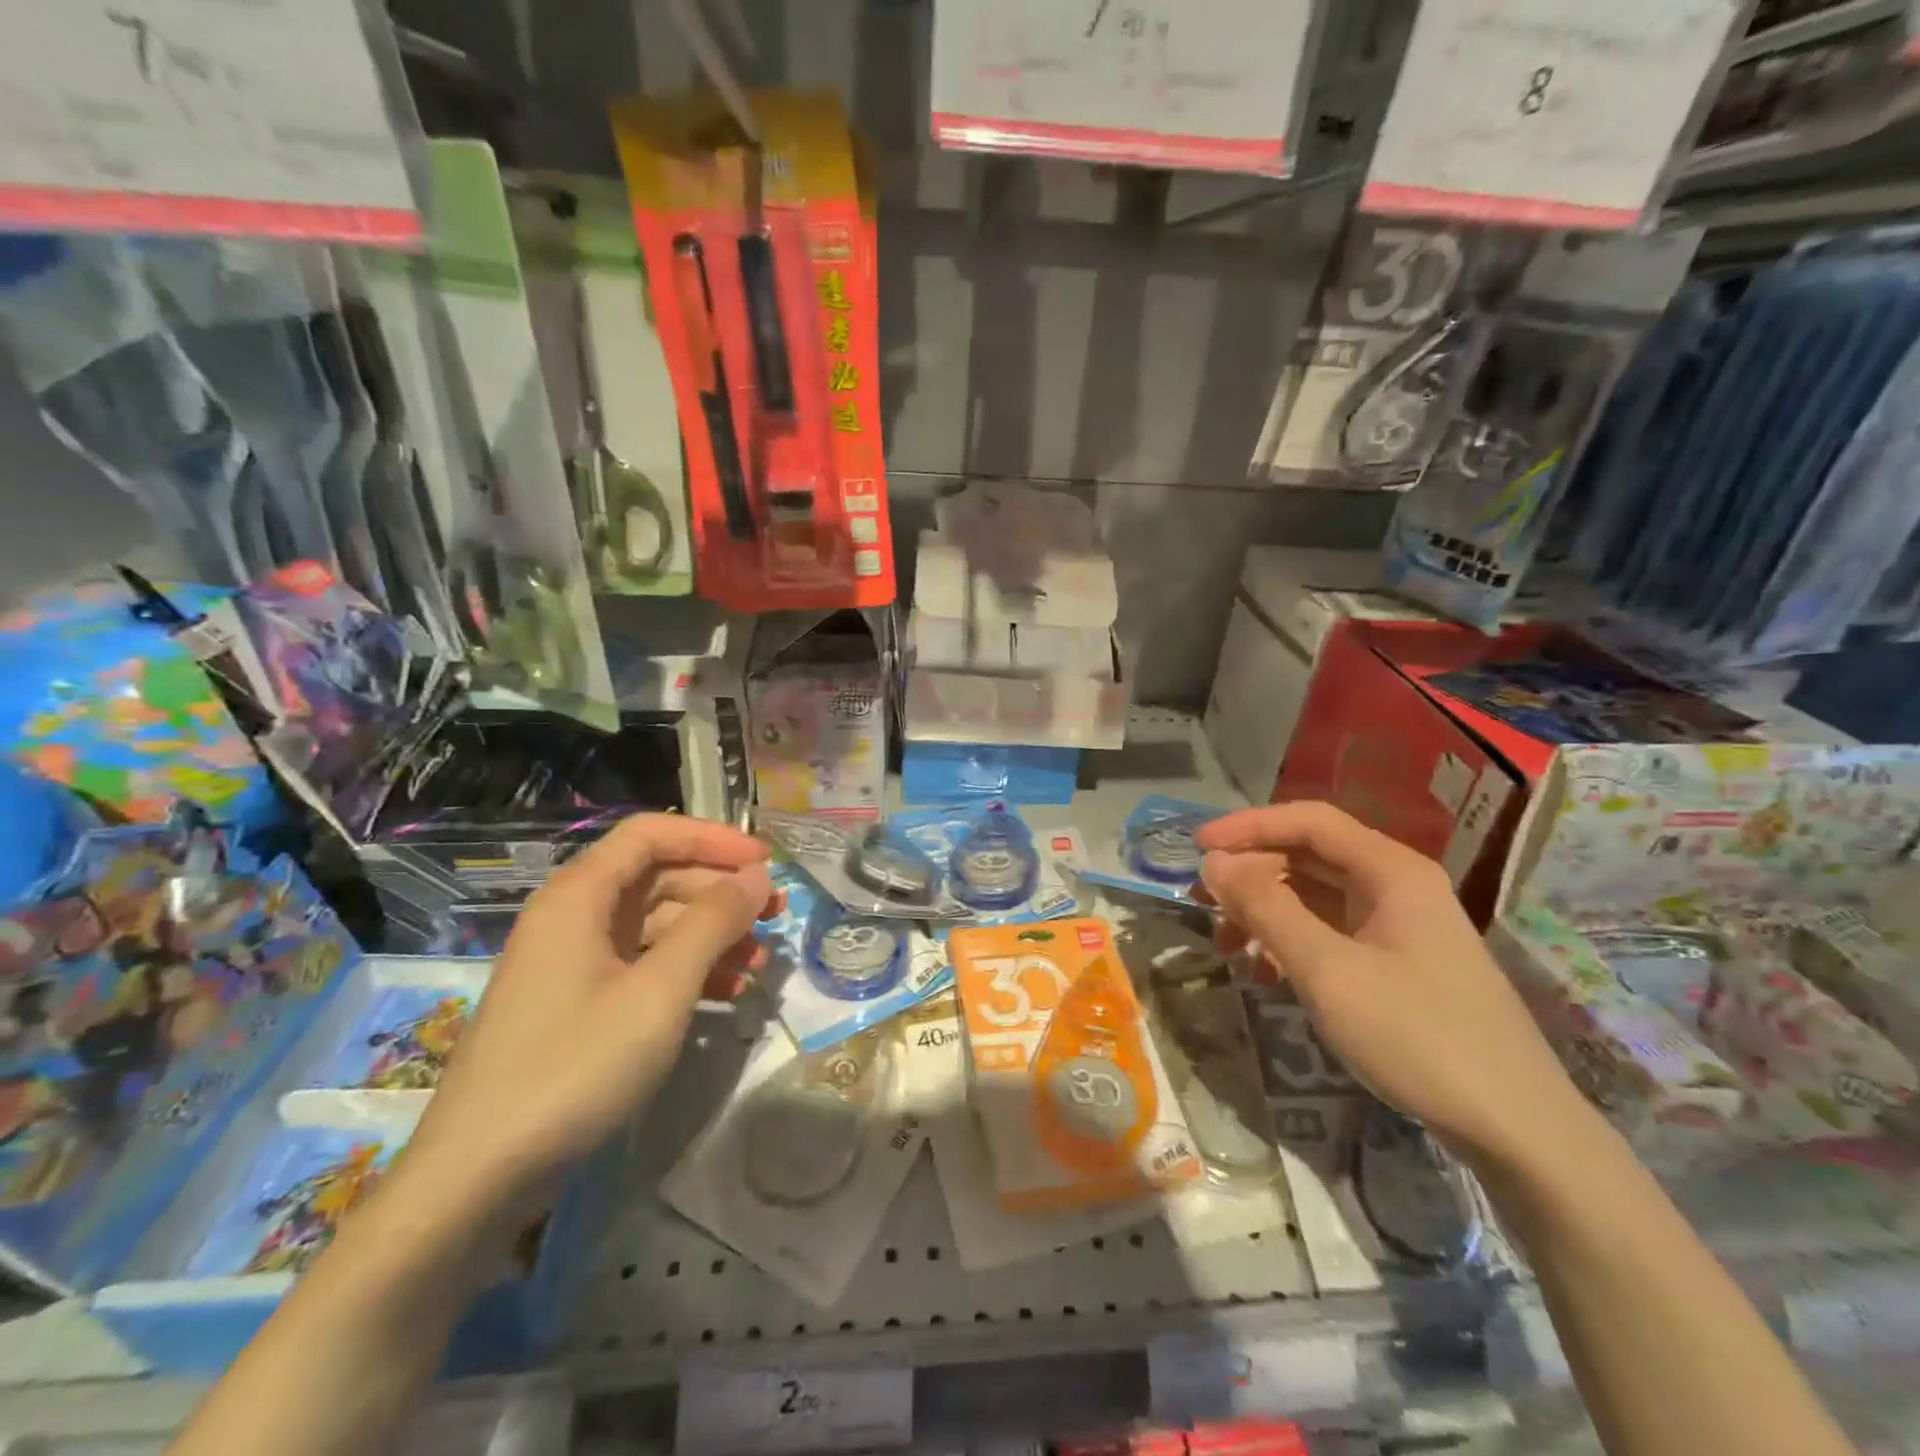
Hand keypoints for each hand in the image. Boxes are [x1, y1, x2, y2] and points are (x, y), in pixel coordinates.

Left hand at [406, 814, 773, 1201]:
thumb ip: (712, 923)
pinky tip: (728, 996)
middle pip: (658, 878)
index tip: (764, 862)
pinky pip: (643, 966)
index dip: (712, 839)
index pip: (651, 835)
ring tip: (760, 964)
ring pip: (656, 925)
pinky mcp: (578, 1004)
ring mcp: (573, 963)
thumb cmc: (575, 1067)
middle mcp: (573, 917)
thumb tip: (756, 877)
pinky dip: (688, 972)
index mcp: (579, 896)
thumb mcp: (659, 990)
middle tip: (776, 915)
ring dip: (711, 936)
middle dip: (720, 892)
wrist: (479, 1178)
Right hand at [1197, 802, 1586, 1169]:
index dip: (1247, 826)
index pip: (1307, 821)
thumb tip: (1213, 863)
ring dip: (1265, 911)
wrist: (1518, 1131)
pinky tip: (1265, 973)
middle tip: (1201, 903)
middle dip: (1250, 873)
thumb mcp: (1328, 970)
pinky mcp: (1399, 964)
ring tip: (1226, 946)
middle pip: (1308, 855)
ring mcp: (1401, 926)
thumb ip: (1265, 909)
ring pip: (1316, 896)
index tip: (1195, 847)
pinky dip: (1290, 942)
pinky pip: (1331, 932)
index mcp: (1391, 871)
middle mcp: (1397, 886)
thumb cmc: (1418, 1037)